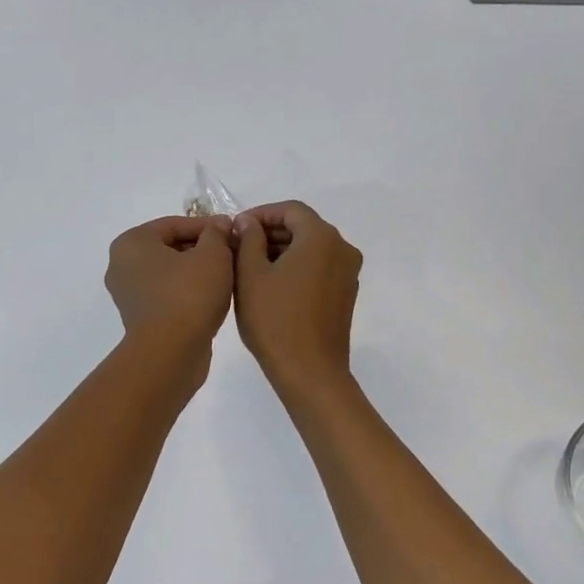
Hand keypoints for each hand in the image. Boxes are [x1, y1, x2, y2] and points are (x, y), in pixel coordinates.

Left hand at [105, 215, 235, 356]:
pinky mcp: (140, 319)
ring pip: (170, 272)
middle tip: (232, 252)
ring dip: (197, 270)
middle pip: (170, 247)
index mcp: (132, 242)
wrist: (170, 354)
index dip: (208, 226)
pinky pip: (167, 294)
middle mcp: (122, 265)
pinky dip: (188, 292)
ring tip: (227, 274)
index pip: (174, 224)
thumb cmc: (189, 294)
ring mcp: (128, 294)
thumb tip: (219, 226)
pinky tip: (213, 297)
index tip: (233, 231)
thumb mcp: (212, 255)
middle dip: (202, 248)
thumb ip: (217, 234)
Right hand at [233, 201, 361, 398]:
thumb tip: (249, 222)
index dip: (261, 214)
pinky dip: (297, 266)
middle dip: (270, 232)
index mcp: (321, 237)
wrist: (310, 373)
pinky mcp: (346, 294)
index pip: (290, 210)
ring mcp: (348, 273)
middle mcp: (342, 248)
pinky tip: (271, 284)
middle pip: (303, 226)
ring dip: (282, 250)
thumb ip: (248, 239)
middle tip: (238, 246)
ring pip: (311, 248)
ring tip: (249, 265)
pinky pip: (319, 267)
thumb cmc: (275, 319)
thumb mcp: (250, 274)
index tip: (236, 228)